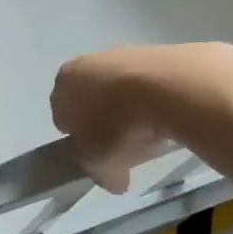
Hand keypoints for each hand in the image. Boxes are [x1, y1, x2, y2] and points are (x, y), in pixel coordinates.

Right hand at [50, 46, 179, 193]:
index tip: (98, 155)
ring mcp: (123, 53)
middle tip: (125, 145)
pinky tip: (170, 116)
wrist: (170, 86)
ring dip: (132, 110)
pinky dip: (157, 99)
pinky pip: (151, 83)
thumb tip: (115, 182)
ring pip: (121, 90)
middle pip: (92, 98)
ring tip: (153, 133)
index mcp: (63, 83)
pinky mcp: (157, 51)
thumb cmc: (118, 125)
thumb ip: (100, 174)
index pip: (62, 115)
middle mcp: (87, 62)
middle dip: (106, 121)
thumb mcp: (100, 163)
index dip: (79, 138)